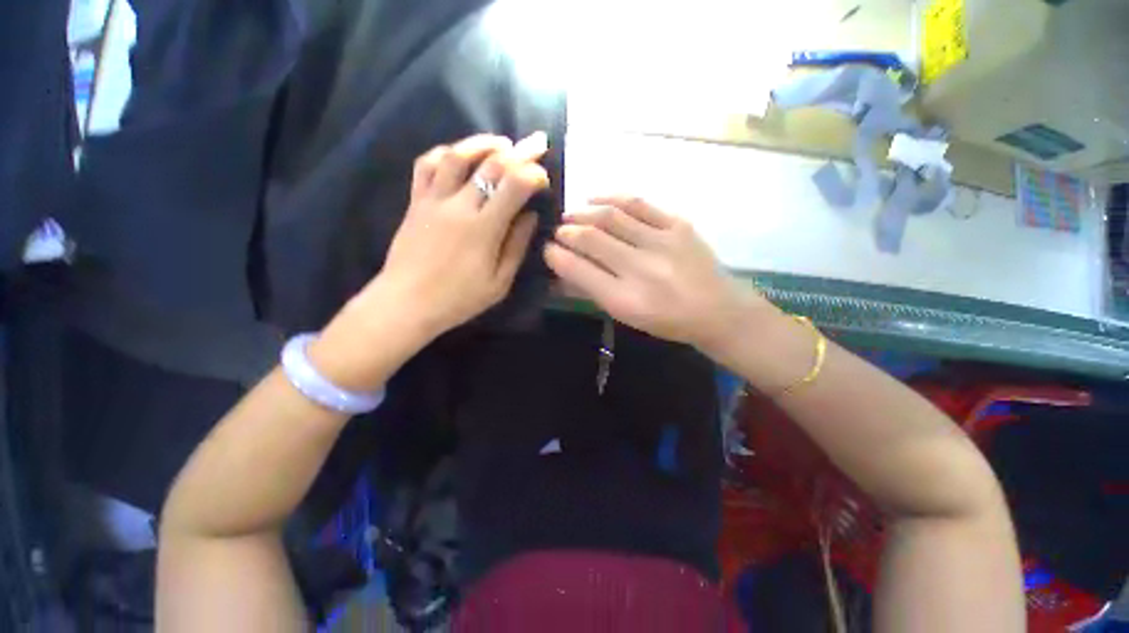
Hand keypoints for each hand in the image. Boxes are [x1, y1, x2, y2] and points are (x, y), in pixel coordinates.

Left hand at [366, 133, 549, 338]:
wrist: (407, 303)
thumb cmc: (459, 299)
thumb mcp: (499, 282)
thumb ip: (517, 246)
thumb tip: (531, 216)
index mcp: (484, 229)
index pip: (514, 186)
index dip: (534, 175)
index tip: (545, 177)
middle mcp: (459, 205)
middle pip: (491, 165)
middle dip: (520, 151)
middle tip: (537, 142)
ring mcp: (434, 200)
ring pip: (457, 155)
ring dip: (482, 143)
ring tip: (501, 142)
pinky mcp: (416, 201)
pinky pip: (427, 165)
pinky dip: (445, 152)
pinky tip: (459, 153)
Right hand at [544, 196, 768, 352]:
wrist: (716, 310)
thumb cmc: (666, 320)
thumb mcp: (626, 316)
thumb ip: (594, 290)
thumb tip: (565, 267)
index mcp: (624, 299)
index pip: (579, 270)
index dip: (557, 256)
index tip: (546, 248)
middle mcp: (640, 269)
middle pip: (592, 239)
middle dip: (566, 232)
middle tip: (557, 230)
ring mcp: (661, 243)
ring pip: (611, 217)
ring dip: (583, 213)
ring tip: (571, 214)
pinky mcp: (678, 225)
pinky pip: (639, 204)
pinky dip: (612, 198)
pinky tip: (596, 198)